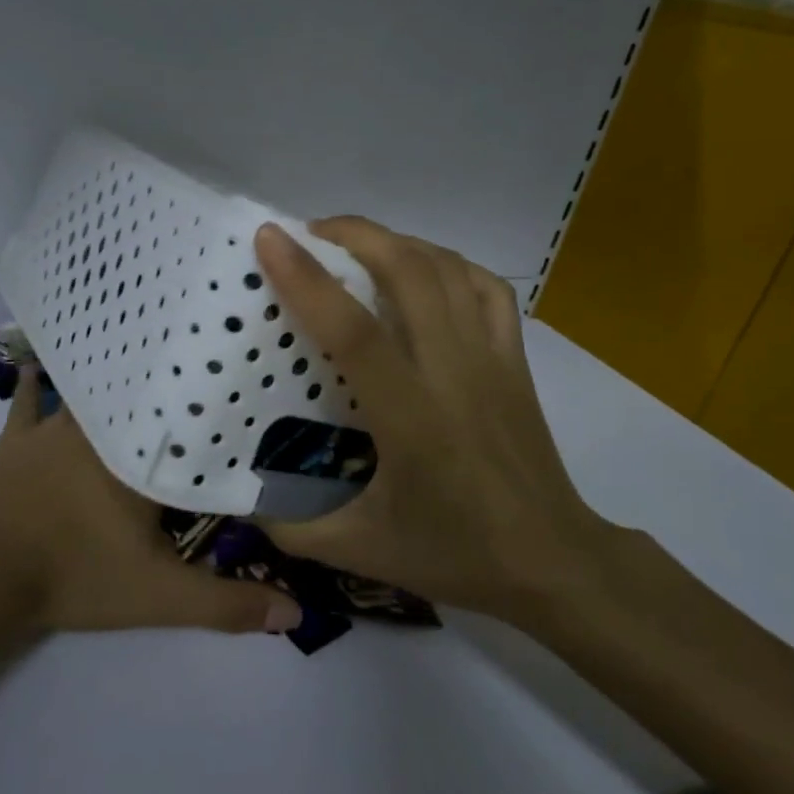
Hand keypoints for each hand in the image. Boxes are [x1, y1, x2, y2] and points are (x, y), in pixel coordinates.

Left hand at [0, 367, 303, 635]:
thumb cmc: (76, 574)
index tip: (246, 401)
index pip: (191, 431)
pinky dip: (36, 386)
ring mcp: (56, 428)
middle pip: (144, 403)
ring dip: (112, 386)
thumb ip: (226, 605)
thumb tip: (297, 616)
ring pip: (92, 394)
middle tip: (196, 374)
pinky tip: (38, 365)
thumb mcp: (160, 596)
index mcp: (143, 459)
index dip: (219, 420)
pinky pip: (28, 402)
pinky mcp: (17, 438)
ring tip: (135, 361)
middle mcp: (103, 430)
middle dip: (169, 394)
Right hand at [255, 218, 630, 620]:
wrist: (552, 561)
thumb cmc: (456, 554)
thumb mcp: (361, 550)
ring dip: (398, 241)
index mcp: (410, 417)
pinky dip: (450, 263)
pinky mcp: (516, 360)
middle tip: (311, 232)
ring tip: (358, 244)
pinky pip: (486, 289)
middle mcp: (453, 372)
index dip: (308, 278)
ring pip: (448, 270)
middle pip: (409, 272)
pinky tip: (425, 270)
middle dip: (356, 234)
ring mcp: (492, 359)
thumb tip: (240, 502)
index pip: (354, 330)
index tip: (271, 237)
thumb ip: (292, 530)